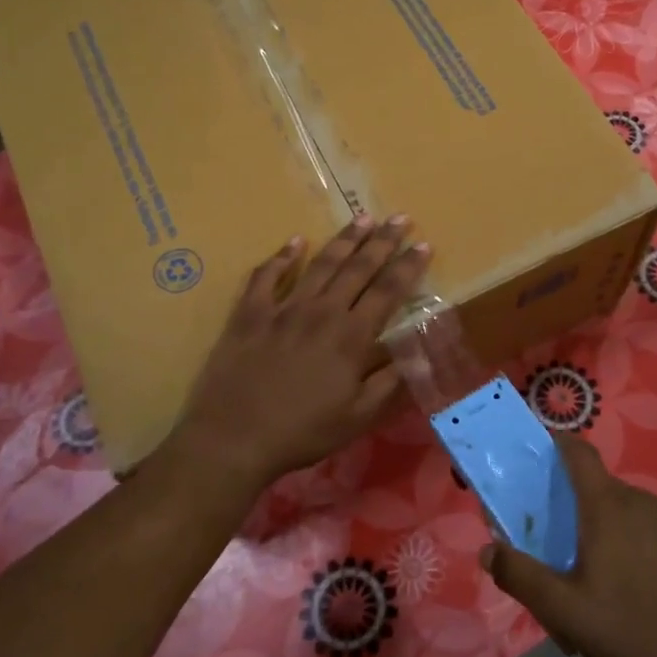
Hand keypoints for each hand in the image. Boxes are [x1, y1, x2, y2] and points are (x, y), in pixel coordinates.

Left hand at [175, 215, 428, 487]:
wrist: (233, 438)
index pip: (388, 292)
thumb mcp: (356, 418)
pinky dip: (282, 257)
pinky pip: (267, 276)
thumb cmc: (301, 432)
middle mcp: (322, 312)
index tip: (424, 245)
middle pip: (358, 268)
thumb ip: (387, 384)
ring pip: (320, 264)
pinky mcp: (250, 314)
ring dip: (344, 240)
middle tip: (400, 218)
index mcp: (351, 337)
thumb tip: (412, 357)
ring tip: (362, 218)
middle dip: (383, 241)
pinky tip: (294, 241)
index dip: (408, 267)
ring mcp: (283, 309)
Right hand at [479, 436, 656, 656]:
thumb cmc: (627, 627)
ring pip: (630, 512)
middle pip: (602, 488)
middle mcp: (642, 501)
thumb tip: (488, 551)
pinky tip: (639, 588)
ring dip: (611, 529)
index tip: (541, 448)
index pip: (579, 453)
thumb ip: (520, 576)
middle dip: (579, 506)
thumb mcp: (562, 610)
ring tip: (601, 575)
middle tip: (563, 545)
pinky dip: (640, 546)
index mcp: (607, 506)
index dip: (559, 443)